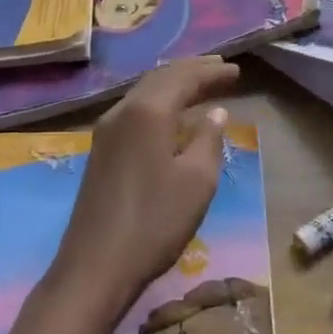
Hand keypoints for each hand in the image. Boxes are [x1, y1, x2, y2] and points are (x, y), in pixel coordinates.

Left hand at [49, 56, 239, 322]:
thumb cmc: (154, 222)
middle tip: (219, 68)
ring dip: (173, 85)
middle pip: (160, 78)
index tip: (237, 71)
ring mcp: (106, 131)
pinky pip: (135, 110)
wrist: (95, 266)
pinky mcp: (101, 152)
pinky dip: (159, 103)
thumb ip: (208, 140)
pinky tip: (170, 116)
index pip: (183, 78)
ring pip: (144, 93)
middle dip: (191, 71)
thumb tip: (215, 113)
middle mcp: (122, 111)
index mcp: (147, 111)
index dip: (211, 73)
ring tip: (199, 85)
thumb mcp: (196, 181)